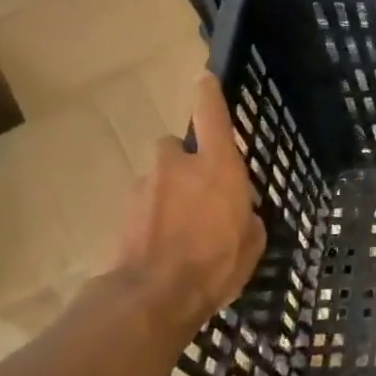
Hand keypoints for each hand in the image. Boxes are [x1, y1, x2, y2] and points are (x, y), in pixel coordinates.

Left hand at [115, 73, 264, 333]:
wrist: (152, 297)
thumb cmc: (215, 264)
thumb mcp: (252, 241)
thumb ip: (247, 217)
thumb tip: (240, 213)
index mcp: (218, 167)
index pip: (212, 115)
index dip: (209, 93)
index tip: (204, 77)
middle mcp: (178, 166)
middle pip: (176, 147)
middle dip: (184, 162)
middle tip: (198, 191)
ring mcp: (145, 187)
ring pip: (158, 178)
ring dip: (167, 193)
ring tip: (180, 229)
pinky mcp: (123, 211)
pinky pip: (144, 205)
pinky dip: (152, 217)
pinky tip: (162, 246)